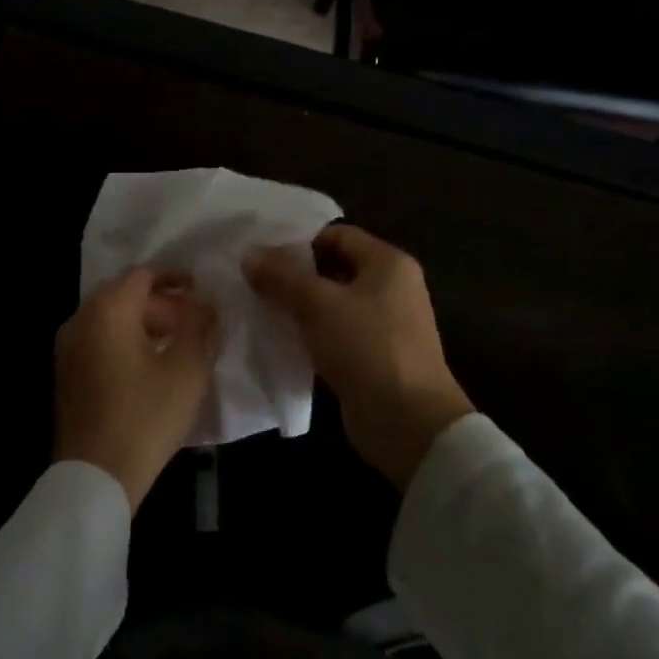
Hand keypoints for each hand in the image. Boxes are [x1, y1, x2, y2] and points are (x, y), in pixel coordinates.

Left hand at [54, 268, 218, 512]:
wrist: (96, 475)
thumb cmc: (146, 416)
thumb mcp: (187, 369)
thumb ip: (199, 326)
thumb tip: (204, 303)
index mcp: (107, 310)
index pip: (143, 275)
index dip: (174, 278)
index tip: (199, 290)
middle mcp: (80, 319)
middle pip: (124, 294)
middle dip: (161, 303)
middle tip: (192, 321)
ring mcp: (67, 346)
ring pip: (110, 318)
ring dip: (144, 322)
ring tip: (176, 343)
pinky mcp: (65, 372)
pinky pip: (98, 339)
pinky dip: (125, 340)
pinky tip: (149, 364)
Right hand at [245, 224, 471, 490]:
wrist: (409, 423)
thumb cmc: (367, 348)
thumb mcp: (319, 305)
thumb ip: (281, 276)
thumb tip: (249, 254)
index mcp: (388, 263)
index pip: (337, 235)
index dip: (299, 241)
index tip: (261, 254)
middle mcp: (391, 287)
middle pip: (333, 268)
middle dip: (294, 275)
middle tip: (253, 280)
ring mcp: (384, 324)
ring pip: (331, 303)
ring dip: (298, 306)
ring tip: (258, 308)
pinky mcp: (373, 356)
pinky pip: (335, 333)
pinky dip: (309, 333)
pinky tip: (279, 338)